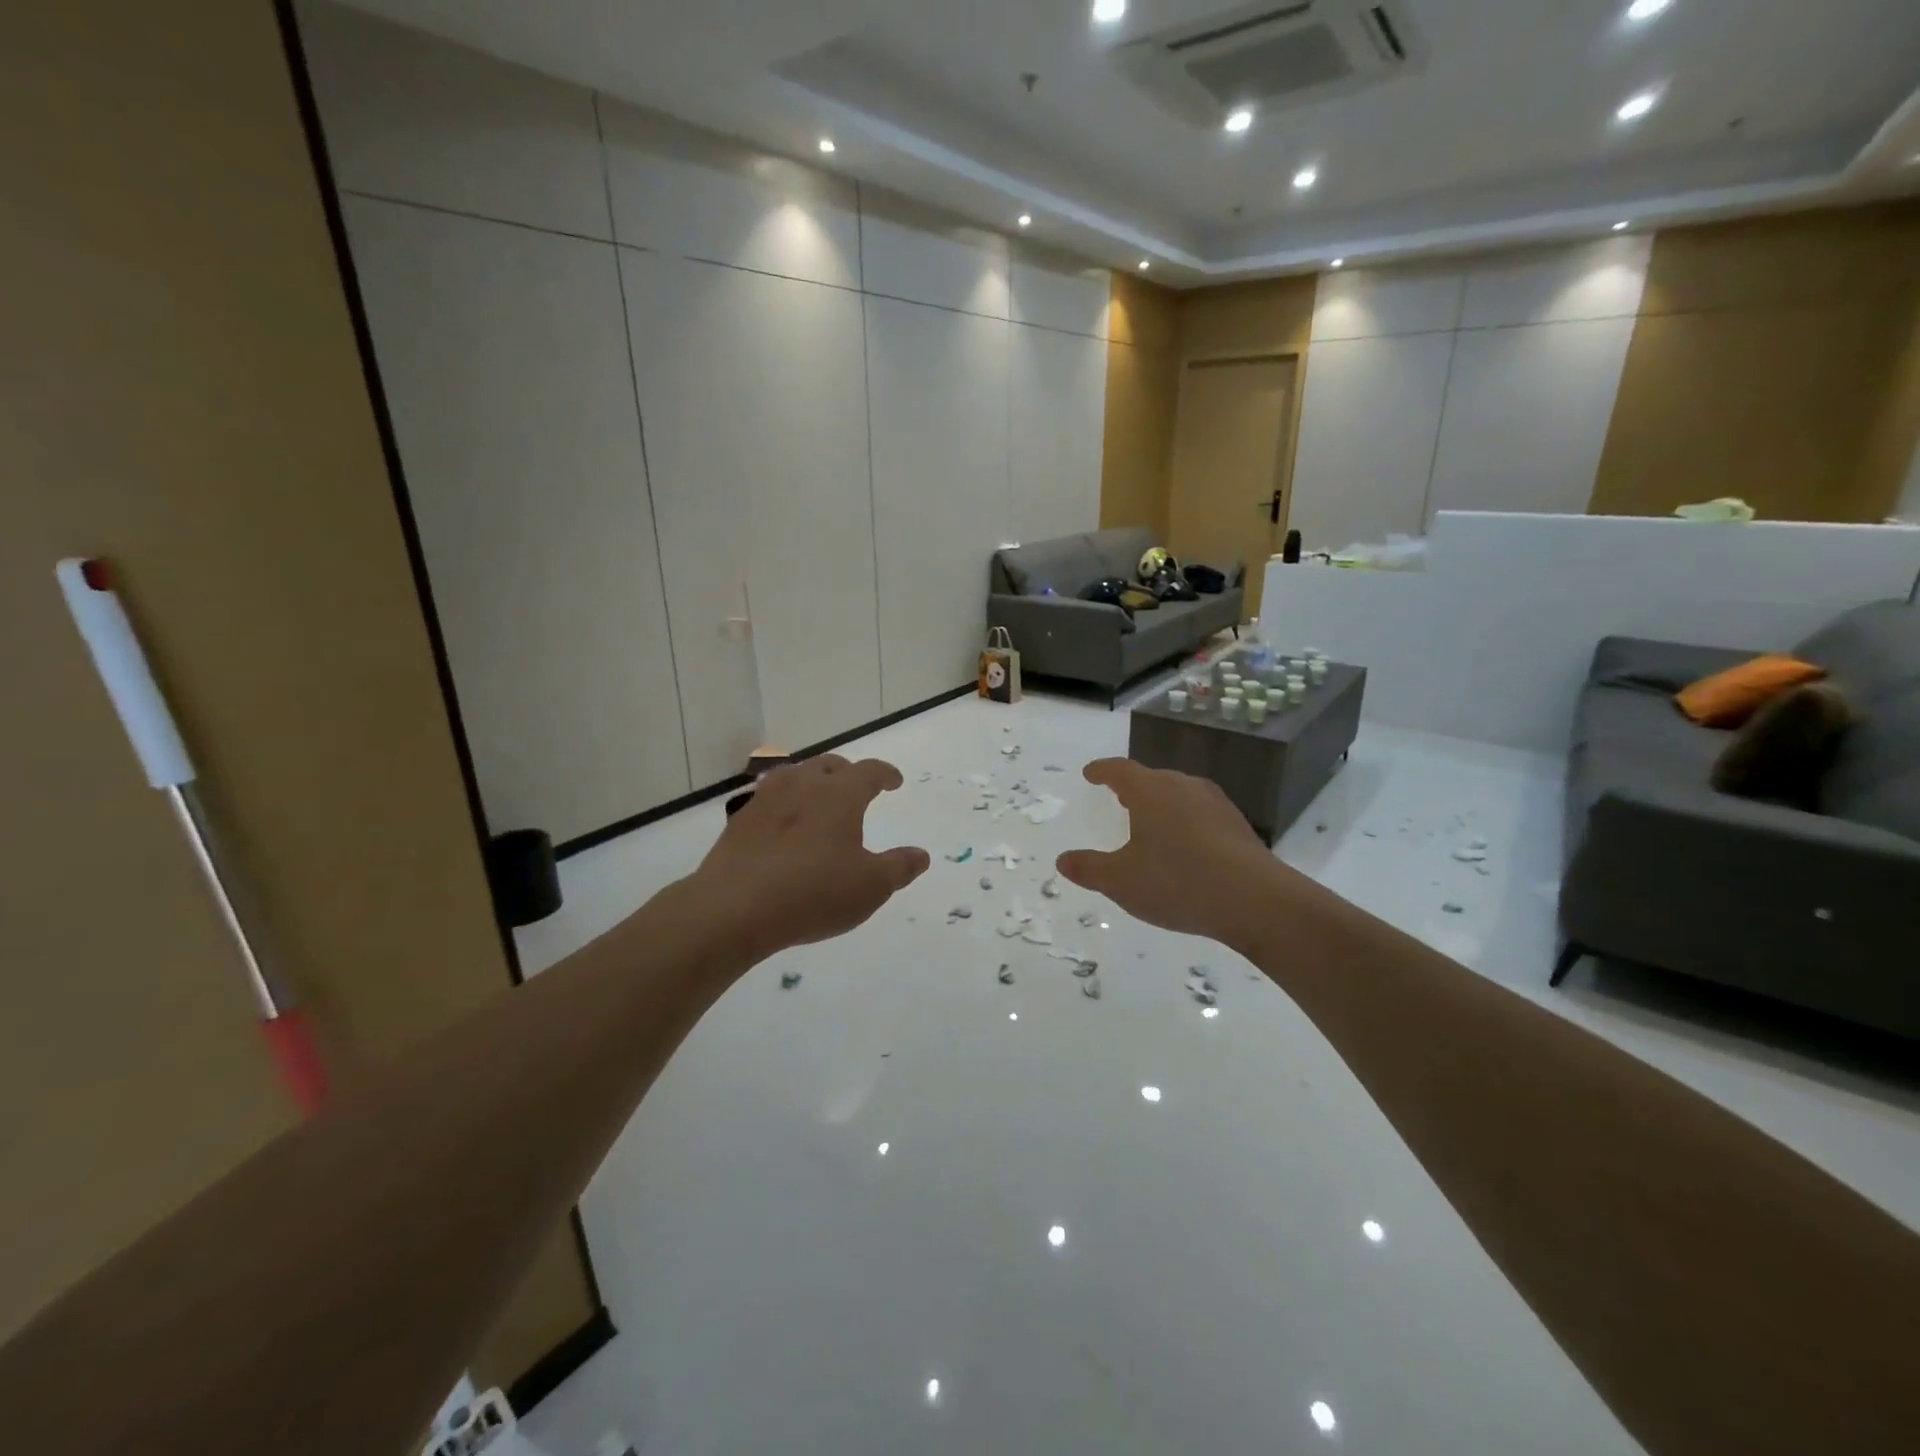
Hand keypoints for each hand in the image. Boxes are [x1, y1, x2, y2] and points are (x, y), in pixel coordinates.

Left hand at [691, 755, 928, 962]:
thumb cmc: (813, 893)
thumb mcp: (870, 887)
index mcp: (840, 794)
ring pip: (795, 776)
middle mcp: (803, 785)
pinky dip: (785, 804)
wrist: (733, 909)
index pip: (869, 771)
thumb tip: (920, 855)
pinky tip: (784, 825)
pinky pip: (770, 799)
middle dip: (848, 772)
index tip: (894, 781)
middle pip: (829, 765)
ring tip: (819, 799)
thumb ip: (899, 868)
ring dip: (813, 782)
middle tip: (858, 787)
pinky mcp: (740, 822)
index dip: (885, 774)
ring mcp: (767, 800)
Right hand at [1056, 758, 1299, 950]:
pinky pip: (1200, 814)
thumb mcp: (1121, 881)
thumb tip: (1063, 860)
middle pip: (1152, 779)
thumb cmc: (1176, 882)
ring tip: (1150, 823)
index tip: (1090, 773)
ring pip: (1179, 795)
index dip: (1102, 770)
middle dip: (1133, 787)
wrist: (1255, 900)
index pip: (1119, 770)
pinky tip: (1184, 847)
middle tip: (1119, 798)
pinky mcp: (1238, 825)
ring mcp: (1215, 804)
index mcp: (1150, 791)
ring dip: (1161, 804)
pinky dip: (1184, 823)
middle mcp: (1183, 786)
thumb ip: (1089, 869)